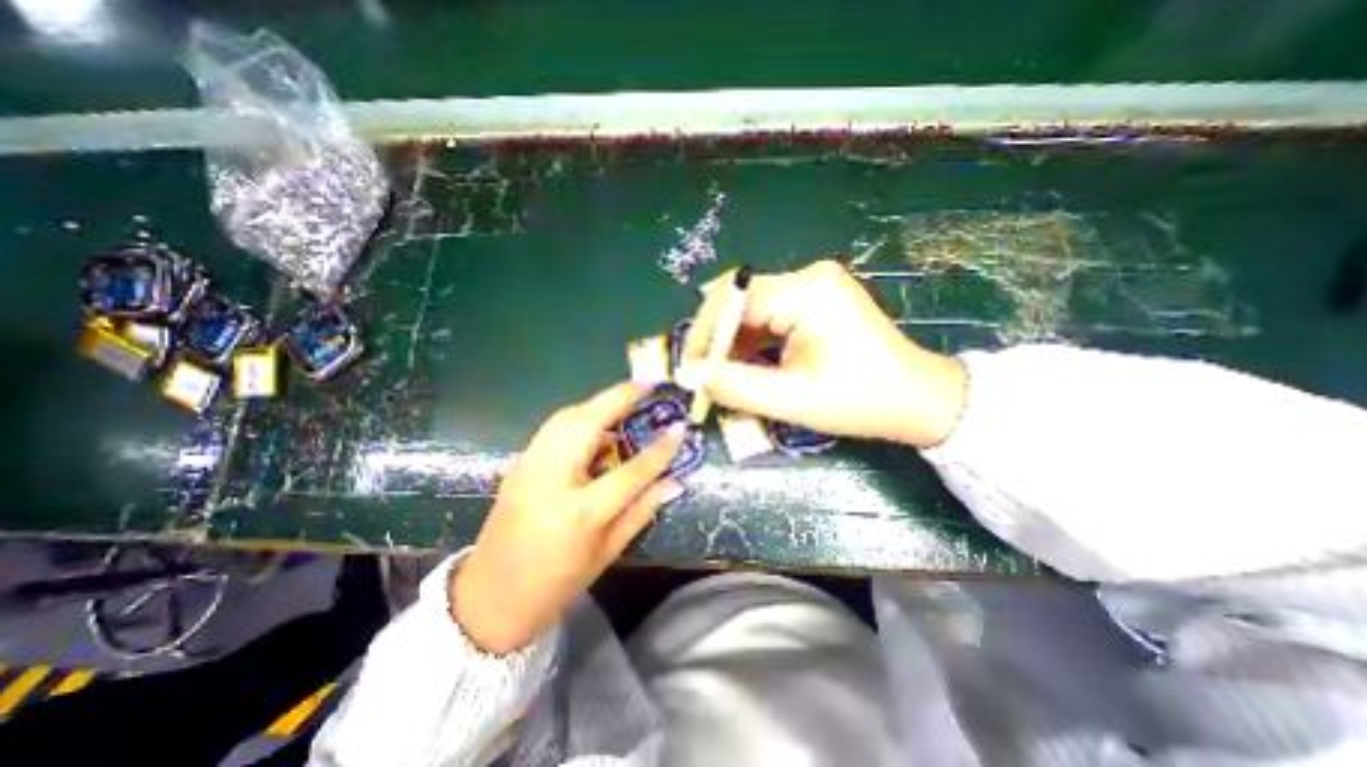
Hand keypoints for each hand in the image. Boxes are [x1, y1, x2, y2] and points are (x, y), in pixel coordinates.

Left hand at [449, 384, 684, 651]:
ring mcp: (528, 467)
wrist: (489, 600)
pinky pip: (554, 428)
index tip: (680, 427)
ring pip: (566, 417)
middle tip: (647, 385)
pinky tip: (596, 426)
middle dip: (619, 398)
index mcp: (578, 513)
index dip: (659, 449)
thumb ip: (642, 511)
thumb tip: (675, 481)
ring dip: (599, 404)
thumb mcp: (607, 552)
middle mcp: (550, 480)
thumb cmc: (556, 584)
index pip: (629, 472)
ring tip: (626, 400)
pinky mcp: (519, 463)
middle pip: (587, 424)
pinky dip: (580, 417)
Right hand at [681, 258, 959, 447]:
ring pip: (753, 307)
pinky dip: (754, 339)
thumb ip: (735, 386)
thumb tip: (690, 375)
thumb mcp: (792, 399)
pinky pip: (771, 313)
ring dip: (735, 340)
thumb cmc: (860, 401)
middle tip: (705, 374)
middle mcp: (809, 277)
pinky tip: (752, 364)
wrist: (918, 399)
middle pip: (741, 298)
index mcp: (807, 292)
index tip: (690, 368)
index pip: (735, 299)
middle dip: (718, 337)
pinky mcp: (817, 298)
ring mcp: (815, 285)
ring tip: (728, 374)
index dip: (706, 333)